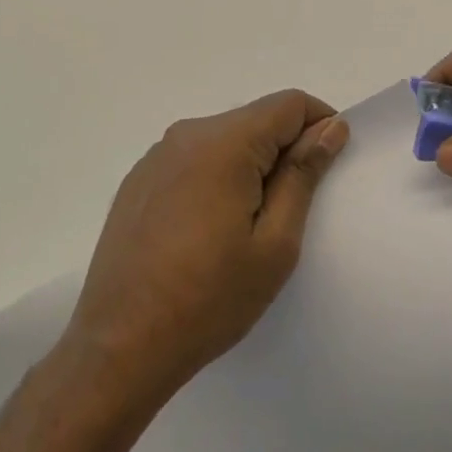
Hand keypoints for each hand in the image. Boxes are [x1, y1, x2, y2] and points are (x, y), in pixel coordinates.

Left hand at [65, 90, 348, 403]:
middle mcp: (186, 135)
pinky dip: (217, 176)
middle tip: (292, 208)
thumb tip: (331, 126)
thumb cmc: (209, 299)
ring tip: (250, 224)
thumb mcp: (275, 243)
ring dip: (251, 164)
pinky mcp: (138, 181)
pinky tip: (209, 229)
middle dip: (285, 148)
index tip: (329, 166)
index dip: (320, 125)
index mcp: (223, 143)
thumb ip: (303, 174)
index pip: (289, 104)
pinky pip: (194, 159)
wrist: (120, 347)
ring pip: (225, 139)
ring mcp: (156, 157)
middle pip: (256, 119)